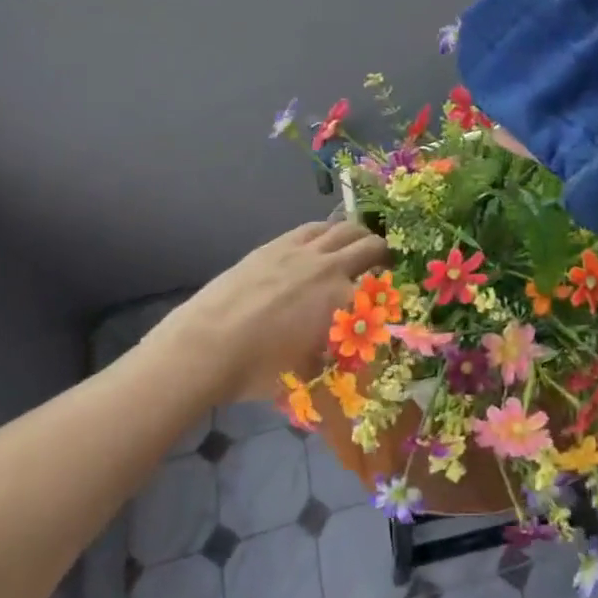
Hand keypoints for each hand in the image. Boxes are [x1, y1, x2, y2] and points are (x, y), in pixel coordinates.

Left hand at [167, 220, 389, 404]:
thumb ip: (332, 355)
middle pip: (371, 246)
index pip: (380, 290)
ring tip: (357, 246)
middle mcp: (331, 267)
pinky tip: (324, 240)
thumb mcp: (305, 370)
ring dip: (357, 236)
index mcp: (343, 300)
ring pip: (344, 228)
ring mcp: (303, 250)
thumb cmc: (258, 368)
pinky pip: (314, 227)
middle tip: (383, 264)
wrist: (208, 344)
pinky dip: (328, 231)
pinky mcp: (278, 243)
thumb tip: (343, 355)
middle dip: (382, 254)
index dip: (389, 292)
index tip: (389, 298)